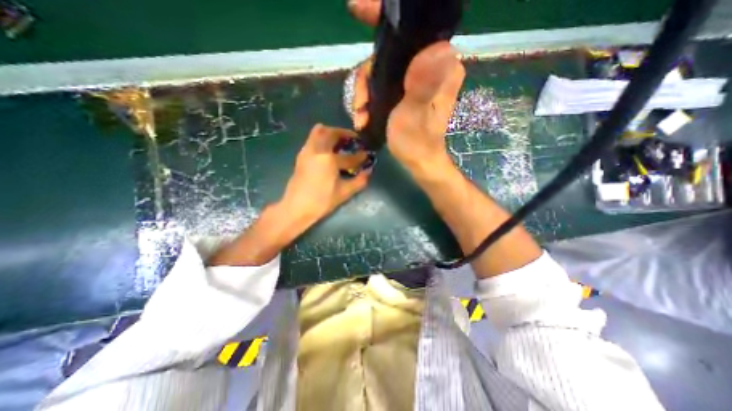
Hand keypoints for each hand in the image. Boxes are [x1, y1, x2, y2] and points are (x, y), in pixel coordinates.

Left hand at [280, 124, 371, 225]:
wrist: (296, 208)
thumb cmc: (322, 201)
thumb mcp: (344, 193)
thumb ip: (359, 181)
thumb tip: (368, 171)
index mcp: (329, 159)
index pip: (349, 156)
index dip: (360, 156)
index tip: (367, 155)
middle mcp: (317, 150)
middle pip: (331, 133)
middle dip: (344, 133)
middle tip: (353, 140)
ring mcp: (307, 151)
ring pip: (319, 131)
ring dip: (331, 133)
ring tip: (340, 142)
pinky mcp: (301, 156)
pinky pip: (312, 139)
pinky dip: (322, 138)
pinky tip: (328, 150)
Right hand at [347, 0, 461, 174]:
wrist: (418, 163)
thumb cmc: (417, 143)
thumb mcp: (415, 115)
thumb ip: (423, 85)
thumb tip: (437, 47)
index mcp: (440, 66)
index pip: (413, 30)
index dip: (383, 18)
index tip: (357, 8)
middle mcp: (431, 66)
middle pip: (389, 54)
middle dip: (367, 79)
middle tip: (360, 105)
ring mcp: (417, 79)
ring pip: (382, 70)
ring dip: (365, 94)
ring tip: (360, 116)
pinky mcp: (408, 90)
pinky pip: (383, 84)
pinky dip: (370, 99)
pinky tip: (364, 116)